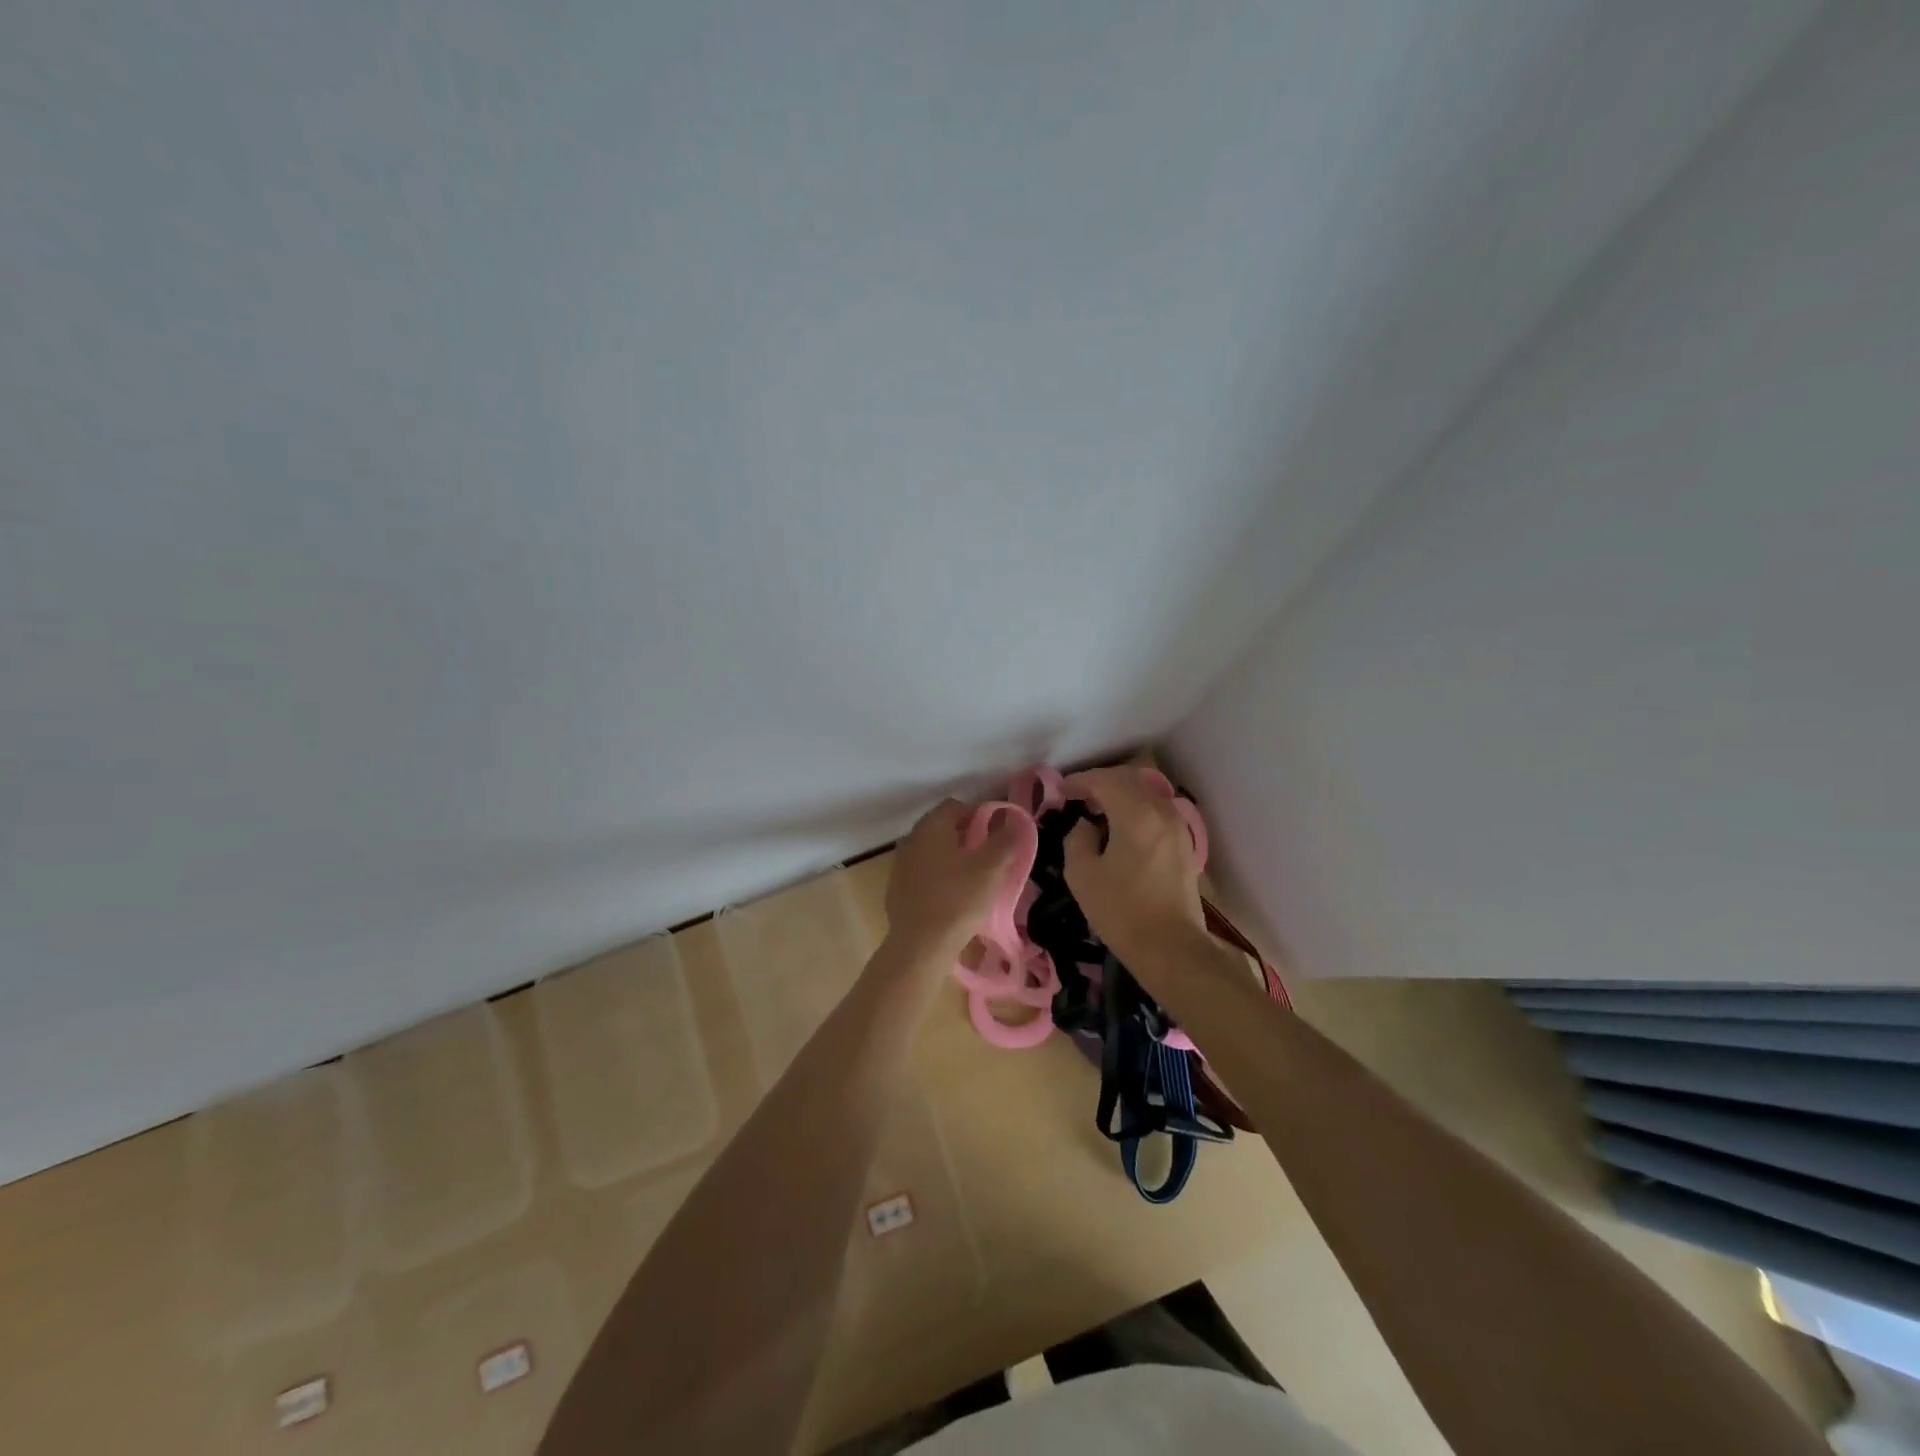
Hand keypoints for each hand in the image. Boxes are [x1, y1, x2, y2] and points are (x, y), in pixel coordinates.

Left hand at [884, 799, 1019, 960]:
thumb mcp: (991, 868)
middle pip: (942, 828)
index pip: (956, 806)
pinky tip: (950, 899)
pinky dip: (936, 879)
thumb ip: (1006, 840)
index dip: (978, 816)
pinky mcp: (895, 890)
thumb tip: (1014, 820)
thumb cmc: (959, 899)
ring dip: (949, 859)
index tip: (995, 837)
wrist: (920, 945)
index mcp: (931, 826)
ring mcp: (900, 865)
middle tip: (987, 859)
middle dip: (964, 838)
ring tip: (971, 880)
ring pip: (930, 852)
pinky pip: (921, 874)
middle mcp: (911, 839)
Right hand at [1062, 767, 1204, 964]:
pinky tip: (1121, 829)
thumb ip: (1077, 839)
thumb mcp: (1082, 875)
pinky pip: (1156, 810)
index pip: (1104, 781)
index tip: (1060, 792)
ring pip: (1145, 793)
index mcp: (1136, 814)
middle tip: (1077, 797)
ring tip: (1097, 812)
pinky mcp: (1184, 844)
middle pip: (1129, 780)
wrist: (1171, 947)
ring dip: (1120, 794)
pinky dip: (1135, 808)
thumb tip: (1086, 826)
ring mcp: (1177, 826)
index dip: (1079, 782)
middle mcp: (1161, 811)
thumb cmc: (1122, 911)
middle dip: (1100, 782)